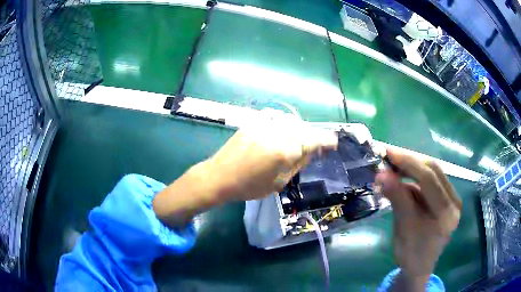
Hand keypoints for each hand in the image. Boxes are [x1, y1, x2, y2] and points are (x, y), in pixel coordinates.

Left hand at [206, 117, 337, 200]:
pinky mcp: (253, 122)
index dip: (325, 140)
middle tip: (315, 145)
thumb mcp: (278, 182)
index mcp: (284, 151)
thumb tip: (313, 152)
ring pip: (290, 121)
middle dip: (312, 135)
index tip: (333, 142)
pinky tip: (282, 132)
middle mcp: (276, 133)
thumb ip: (298, 163)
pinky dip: (284, 124)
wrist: (219, 177)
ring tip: (298, 140)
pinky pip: (275, 118)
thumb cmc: (249, 186)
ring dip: (299, 129)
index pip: (312, 140)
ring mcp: (263, 125)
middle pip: (303, 128)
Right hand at [376, 148, 460, 286]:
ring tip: (393, 168)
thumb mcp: (403, 228)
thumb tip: (382, 174)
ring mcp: (452, 199)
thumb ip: (397, 199)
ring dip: (412, 168)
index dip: (408, 163)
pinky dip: (415, 178)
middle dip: (410, 162)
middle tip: (389, 158)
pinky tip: (403, 179)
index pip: (429, 180)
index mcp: (446, 214)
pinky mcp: (446, 199)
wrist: (419, 266)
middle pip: (434, 171)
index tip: (388, 153)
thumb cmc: (410, 254)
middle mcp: (454, 202)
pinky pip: (431, 181)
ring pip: (433, 173)